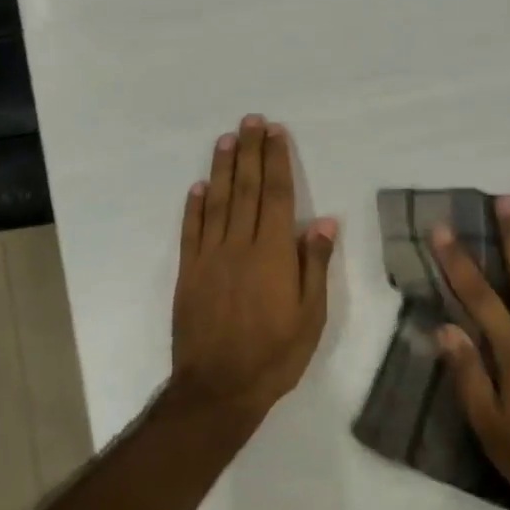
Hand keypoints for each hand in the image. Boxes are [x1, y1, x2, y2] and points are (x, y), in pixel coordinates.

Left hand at [171, 115, 337, 425]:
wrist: (218, 388)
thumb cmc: (275, 355)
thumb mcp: (310, 316)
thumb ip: (314, 266)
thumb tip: (322, 222)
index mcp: (272, 254)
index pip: (275, 195)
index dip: (276, 161)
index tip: (276, 133)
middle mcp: (239, 246)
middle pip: (245, 189)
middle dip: (249, 152)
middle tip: (251, 121)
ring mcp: (209, 258)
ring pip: (216, 203)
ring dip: (222, 169)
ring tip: (227, 139)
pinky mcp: (187, 273)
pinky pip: (191, 231)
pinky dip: (194, 206)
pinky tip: (198, 187)